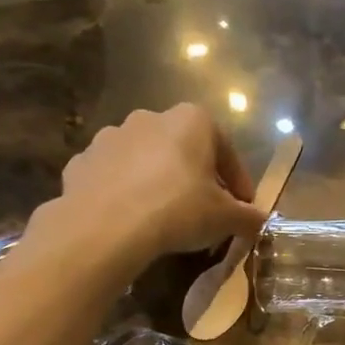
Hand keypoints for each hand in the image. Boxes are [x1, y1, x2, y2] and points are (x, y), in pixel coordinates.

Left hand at [32, 105, 269, 270]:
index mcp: (191, 121)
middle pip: (183, 149)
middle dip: (196, 177)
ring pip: (146, 159)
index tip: (242, 206)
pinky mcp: (82, 161)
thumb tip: (261, 220)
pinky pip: (114, 176)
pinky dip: (125, 192)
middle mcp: (150, 118)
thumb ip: (249, 217)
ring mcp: (111, 137)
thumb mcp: (227, 219)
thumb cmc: (179, 210)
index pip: (226, 148)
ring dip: (158, 181)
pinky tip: (132, 219)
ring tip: (165, 216)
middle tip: (205, 210)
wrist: (106, 226)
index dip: (238, 180)